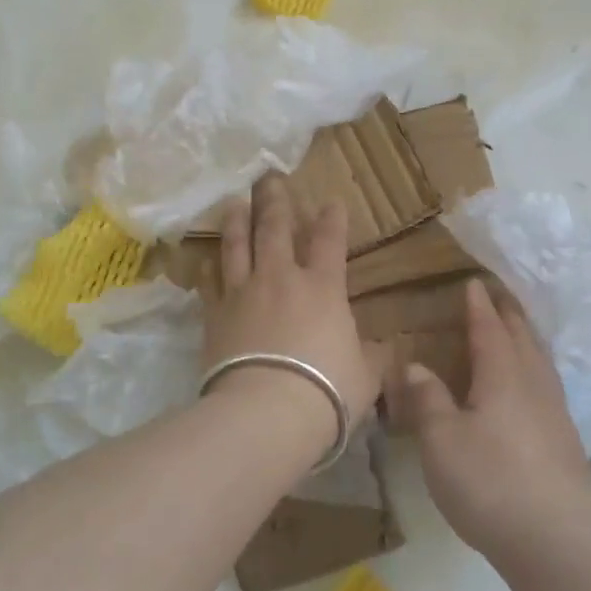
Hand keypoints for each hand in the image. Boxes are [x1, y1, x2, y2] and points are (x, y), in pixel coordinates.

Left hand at [201, 176, 379, 456]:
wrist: (267, 411)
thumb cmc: (327, 390)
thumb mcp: (366, 375)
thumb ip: (373, 356)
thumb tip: (384, 349)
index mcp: (323, 288)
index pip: (330, 242)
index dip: (332, 219)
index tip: (331, 202)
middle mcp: (281, 279)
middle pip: (275, 229)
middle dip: (275, 201)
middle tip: (268, 179)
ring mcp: (243, 293)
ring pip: (238, 247)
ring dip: (237, 222)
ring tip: (234, 203)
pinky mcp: (214, 315)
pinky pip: (209, 285)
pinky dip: (208, 270)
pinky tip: (205, 263)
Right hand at [386, 279, 590, 561]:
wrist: (554, 540)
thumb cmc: (489, 482)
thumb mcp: (441, 441)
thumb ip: (428, 399)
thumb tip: (416, 365)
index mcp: (503, 376)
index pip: (489, 329)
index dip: (478, 306)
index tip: (472, 284)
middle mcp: (534, 385)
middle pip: (523, 338)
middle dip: (508, 315)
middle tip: (497, 298)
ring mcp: (555, 413)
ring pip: (540, 362)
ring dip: (526, 340)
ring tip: (516, 333)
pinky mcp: (565, 440)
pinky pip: (547, 386)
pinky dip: (534, 369)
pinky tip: (530, 388)